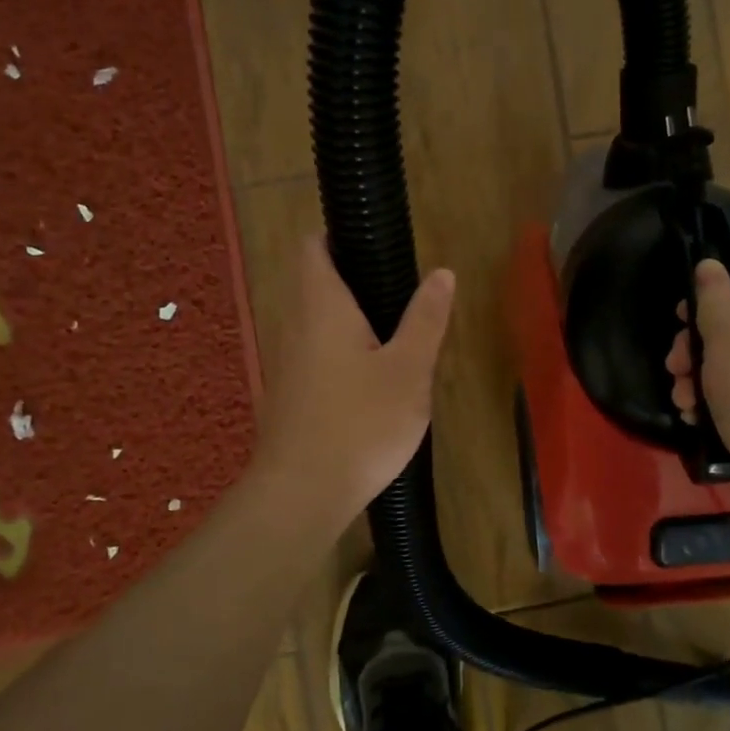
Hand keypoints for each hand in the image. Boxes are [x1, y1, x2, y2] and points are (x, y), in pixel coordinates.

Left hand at [252, 233, 455, 528]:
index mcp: (322, 306)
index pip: (314, 246)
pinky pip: (316, 355)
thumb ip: (425, 319)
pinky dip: (342, 353)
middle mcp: (295, 325)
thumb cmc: (360, 423)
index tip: (377, 245)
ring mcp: (287, 361)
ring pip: (318, 323)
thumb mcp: (409, 370)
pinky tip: (373, 382)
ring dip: (351, 322)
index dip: (339, 236)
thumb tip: (442, 273)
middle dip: (356, 282)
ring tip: (397, 338)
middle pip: (317, 283)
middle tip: (403, 296)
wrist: (301, 495)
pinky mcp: (289, 394)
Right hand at [665, 260, 729, 484]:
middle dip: (698, 349)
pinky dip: (727, 397)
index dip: (707, 301)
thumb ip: (713, 299)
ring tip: (682, 402)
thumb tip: (709, 263)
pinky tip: (700, 417)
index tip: (678, 326)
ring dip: (704, 376)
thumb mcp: (727, 344)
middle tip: (674, 371)